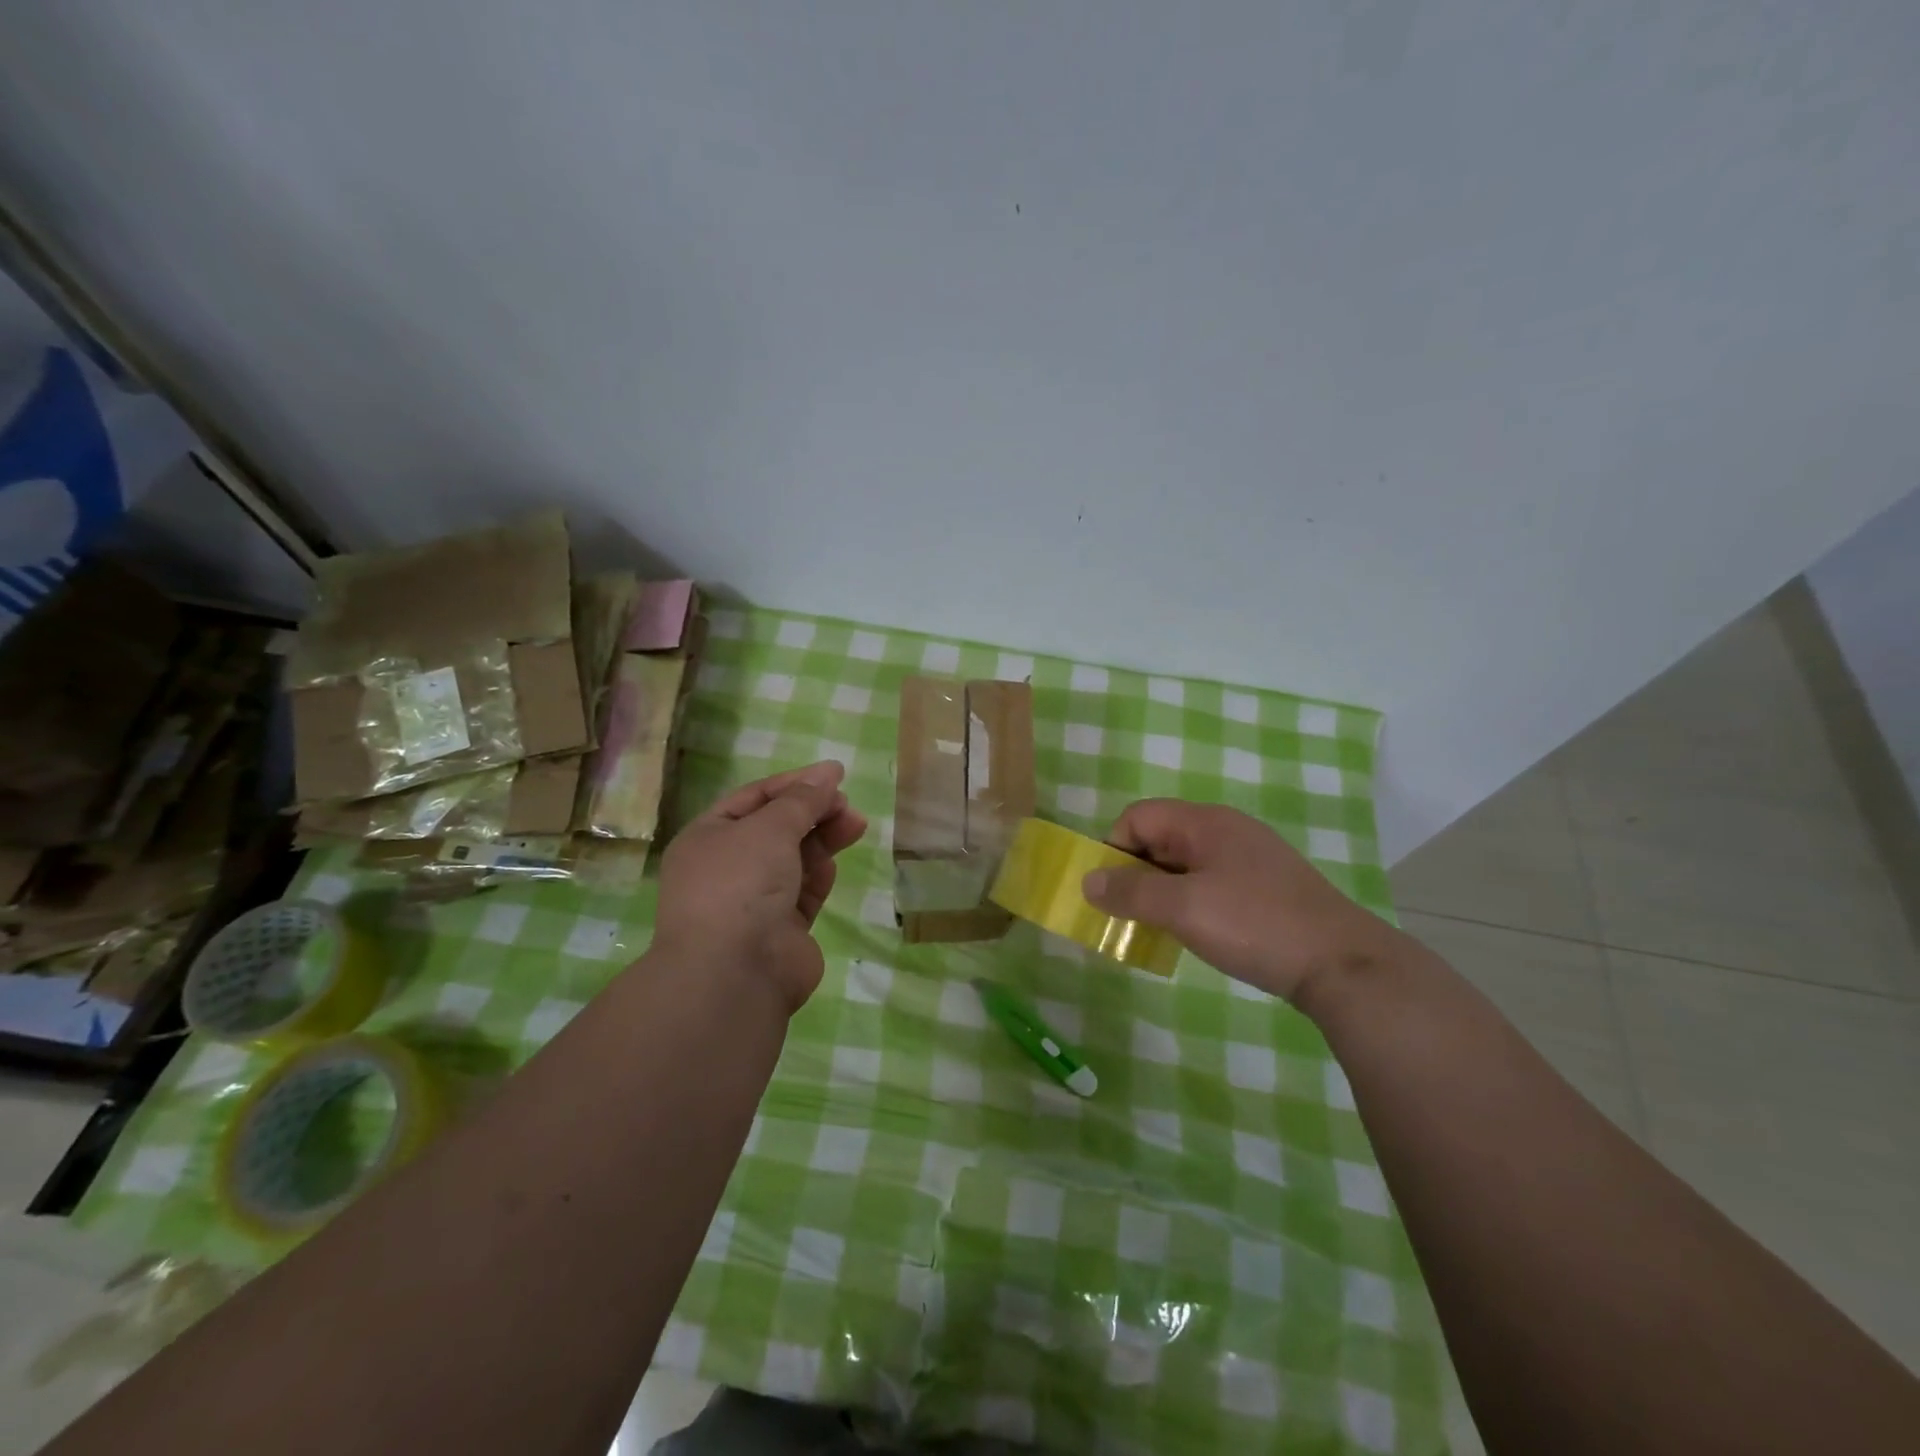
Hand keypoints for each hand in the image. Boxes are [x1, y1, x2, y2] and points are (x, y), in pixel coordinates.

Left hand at [654, 761, 867, 1010]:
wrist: (735, 973)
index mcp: (708, 838)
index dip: (794, 783)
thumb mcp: (770, 828)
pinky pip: (803, 893)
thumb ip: (802, 800)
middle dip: (813, 811)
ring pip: (794, 859)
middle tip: (847, 803)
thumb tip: (828, 773)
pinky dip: (818, 876)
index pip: (754, 798)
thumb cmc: (740, 884)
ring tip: (856, 824)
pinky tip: (832, 865)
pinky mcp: (781, 930)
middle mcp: (727, 868)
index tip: (834, 774)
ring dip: (823, 839)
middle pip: (777, 828)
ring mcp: (753, 902)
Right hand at [1082, 799, 1400, 1004]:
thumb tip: (1087, 880)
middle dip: (1135, 874)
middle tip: (1127, 916)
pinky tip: (1196, 933)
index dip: (1114, 849)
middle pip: (1160, 838)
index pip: (1138, 816)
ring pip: (1184, 864)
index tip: (1111, 892)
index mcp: (1205, 822)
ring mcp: (1249, 858)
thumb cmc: (1254, 925)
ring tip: (1156, 929)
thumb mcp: (1183, 908)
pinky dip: (1190, 902)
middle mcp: (1226, 830)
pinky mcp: (1265, 886)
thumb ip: (1131, 892)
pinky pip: (1209, 882)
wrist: (1342, 964)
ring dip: (1161, 892)